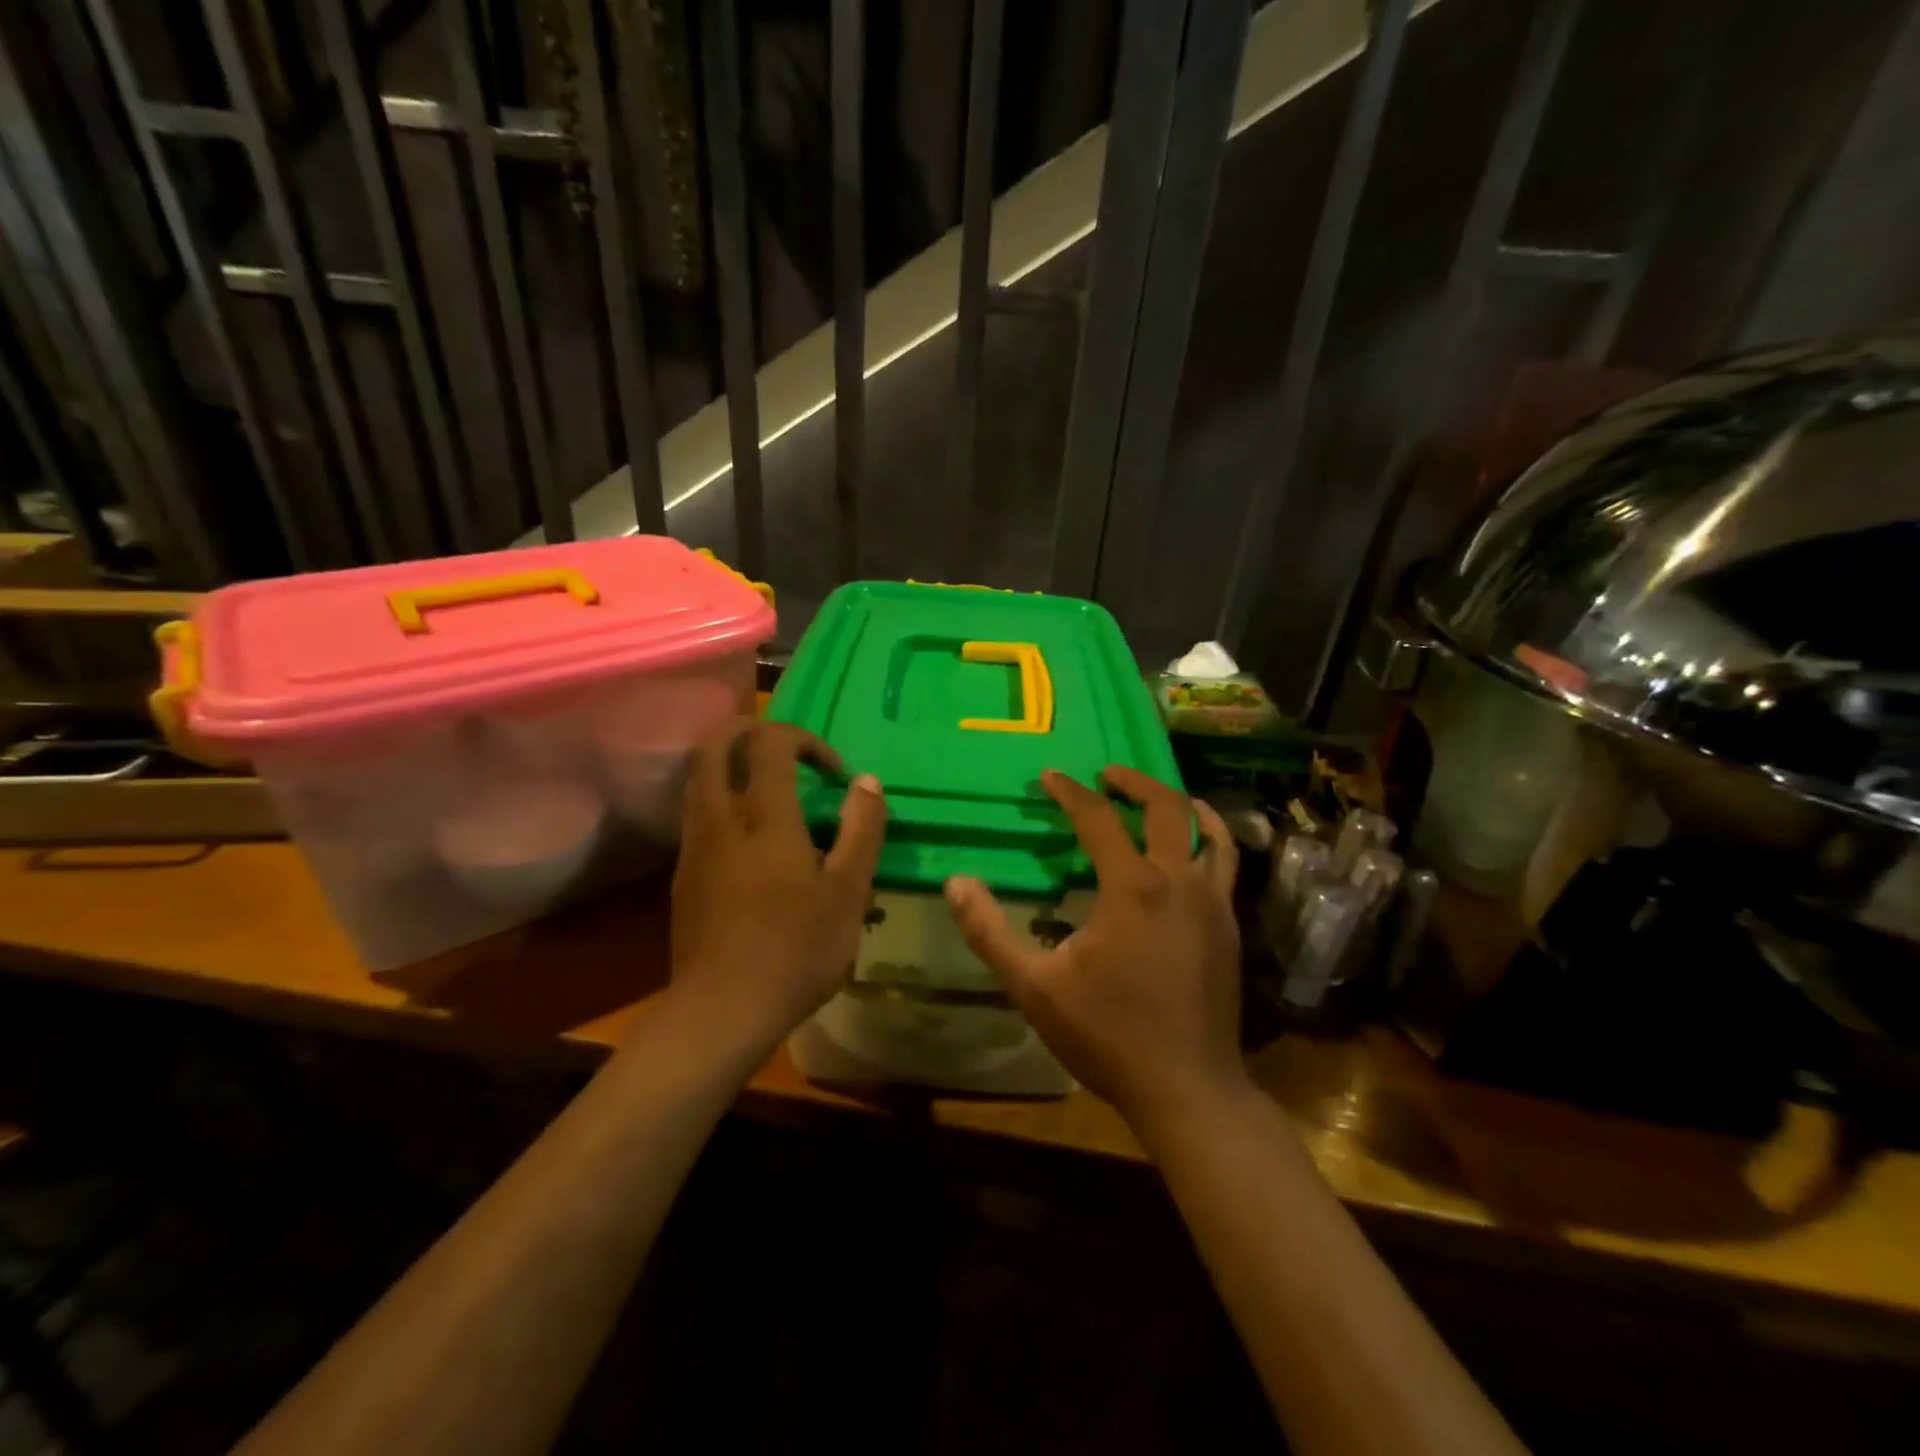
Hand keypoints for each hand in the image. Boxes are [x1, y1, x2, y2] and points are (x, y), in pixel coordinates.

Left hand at [670, 721, 885, 1043]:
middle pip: (714, 745)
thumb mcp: (848, 892)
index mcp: (763, 816)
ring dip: (733, 767)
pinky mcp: (683, 875)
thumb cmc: (796, 950)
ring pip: (699, 779)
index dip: (804, 740)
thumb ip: (861, 830)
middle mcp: (719, 818)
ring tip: (773, 793)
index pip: (770, 742)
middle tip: (787, 752)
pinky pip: (699, 815)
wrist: (721, 1012)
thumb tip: (866, 781)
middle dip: (749, 732)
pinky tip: (753, 842)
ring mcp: (694, 847)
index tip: (834, 774)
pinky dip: (724, 802)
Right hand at [944, 766, 1242, 1127]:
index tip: (1049, 777)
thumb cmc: (1107, 1035)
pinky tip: (1194, 851)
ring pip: (1208, 832)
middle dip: (1133, 782)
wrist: (1187, 1088)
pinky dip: (1210, 841)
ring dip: (1181, 804)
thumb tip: (956, 883)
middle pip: (1165, 808)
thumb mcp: (1034, 986)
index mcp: (1131, 888)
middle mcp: (1178, 882)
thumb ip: (990, 931)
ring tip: (1159, 795)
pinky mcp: (1229, 928)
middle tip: (1106, 774)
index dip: (1070, 792)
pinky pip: (1225, 866)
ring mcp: (1213, 904)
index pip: (1098, 818)